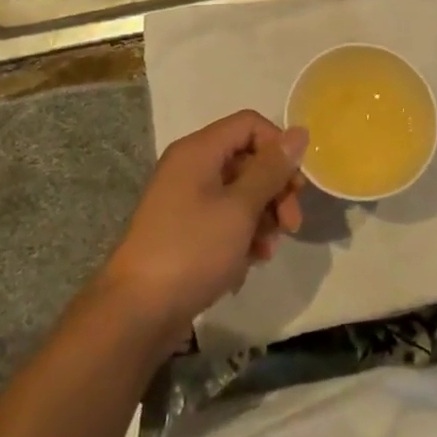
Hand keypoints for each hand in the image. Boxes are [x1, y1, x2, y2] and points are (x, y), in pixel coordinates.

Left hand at [99, 110, 307, 342]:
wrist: (137, 311)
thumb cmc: (192, 250)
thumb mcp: (240, 208)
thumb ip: (271, 169)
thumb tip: (299, 132)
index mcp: (199, 150)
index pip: (250, 124)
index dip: (278, 147)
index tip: (295, 184)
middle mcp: (191, 167)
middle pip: (248, 159)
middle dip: (275, 189)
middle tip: (291, 225)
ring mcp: (186, 199)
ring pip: (240, 192)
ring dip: (263, 217)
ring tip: (268, 250)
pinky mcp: (186, 229)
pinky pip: (224, 217)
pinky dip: (243, 234)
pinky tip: (250, 261)